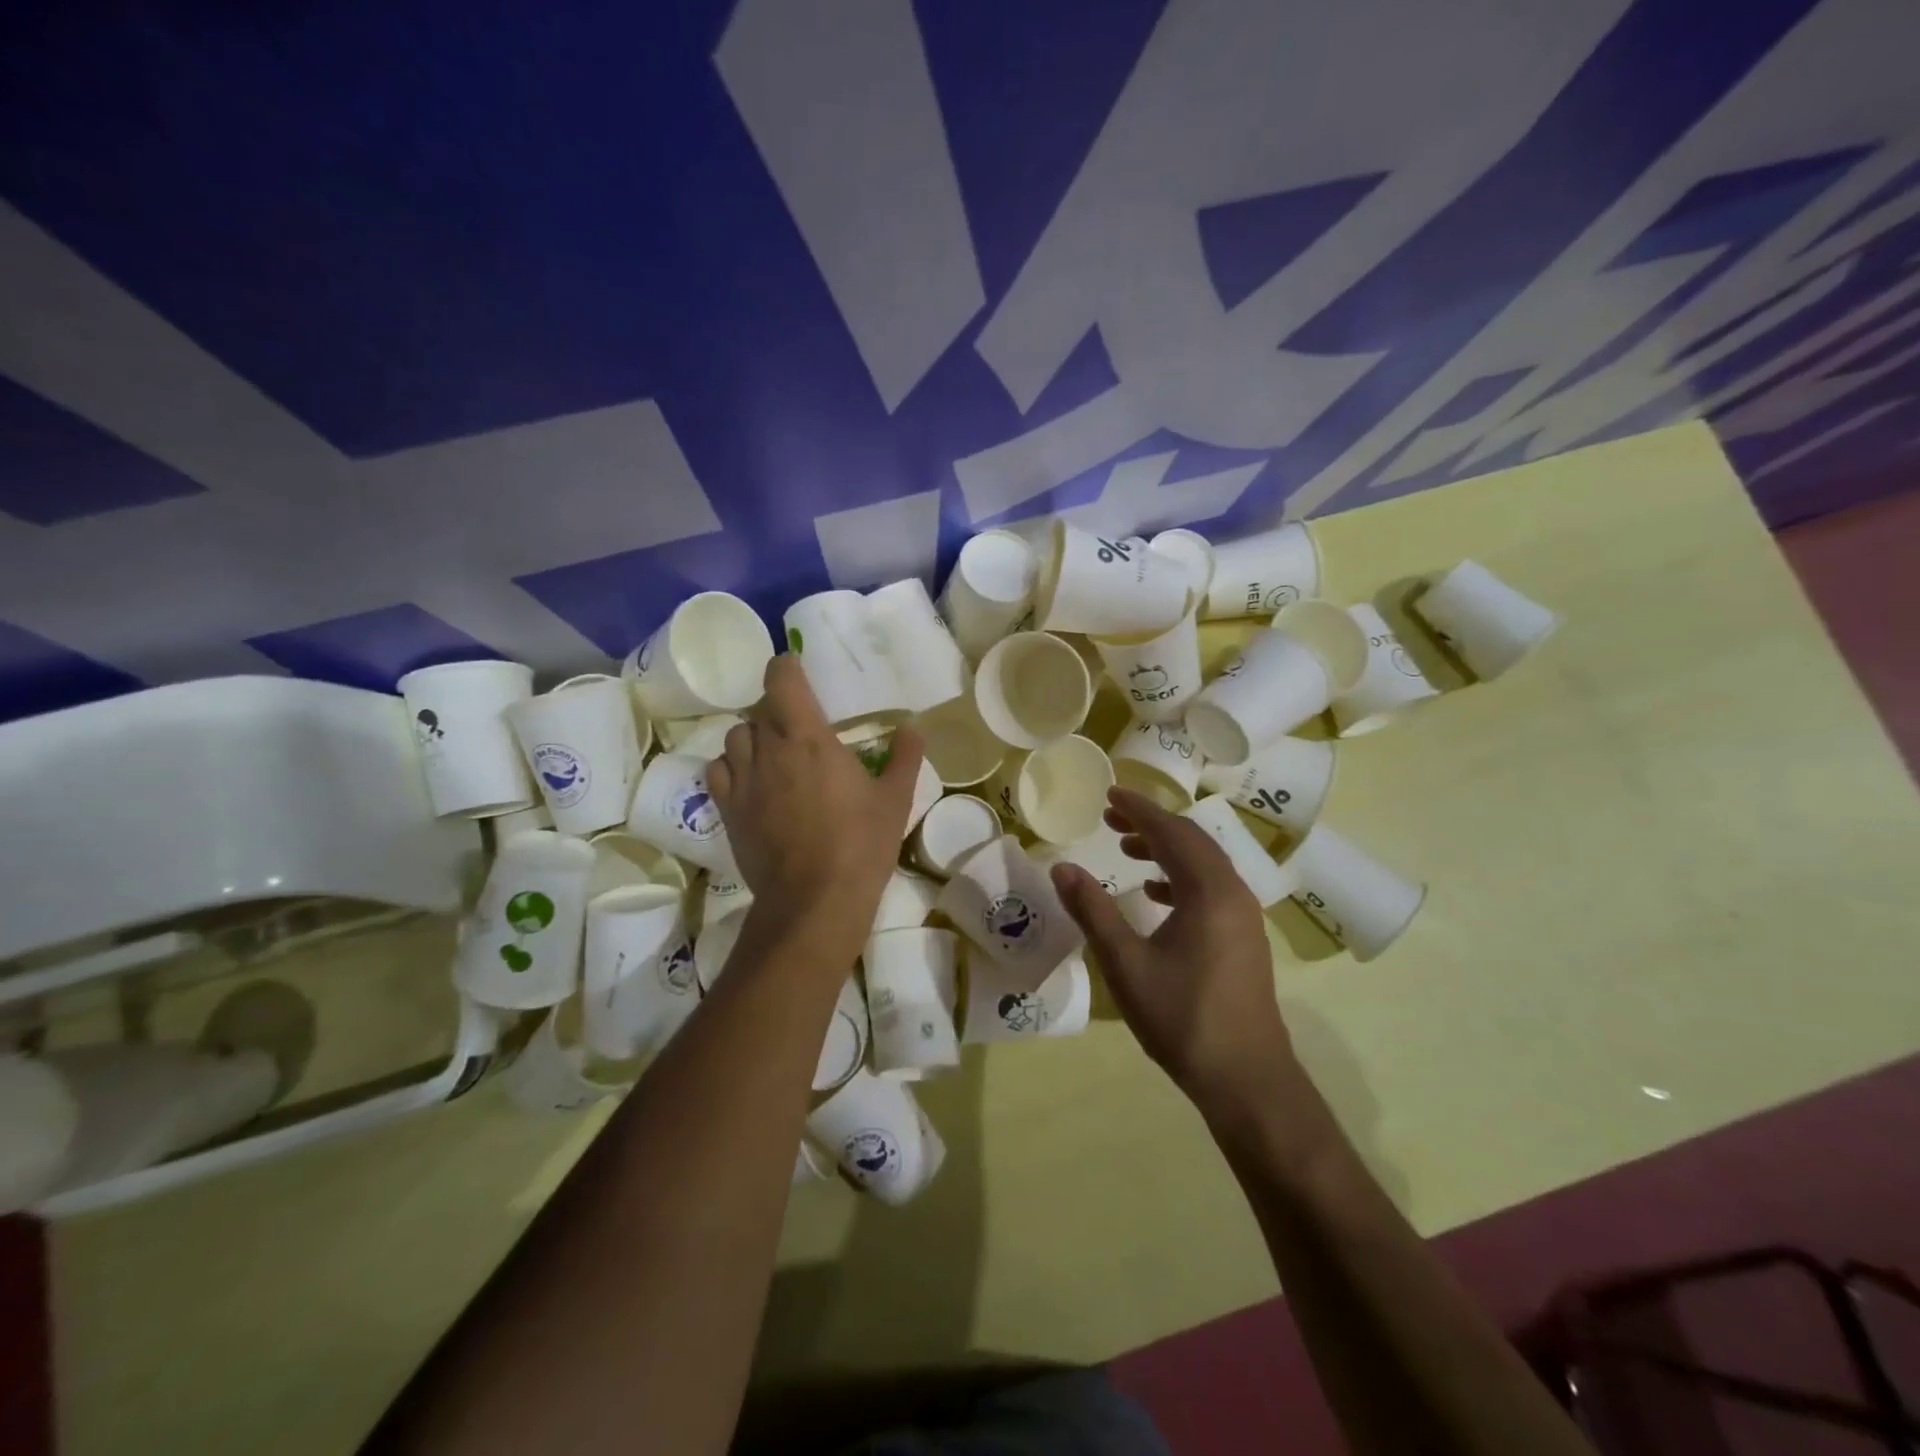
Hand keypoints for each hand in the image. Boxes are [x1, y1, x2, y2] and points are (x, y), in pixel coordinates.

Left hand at [707, 656, 923, 954]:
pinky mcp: (728, 810)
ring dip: (754, 736)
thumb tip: (913, 728)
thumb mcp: (896, 800)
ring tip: (774, 753)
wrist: (814, 901)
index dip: (786, 667)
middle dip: (777, 708)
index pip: (781, 679)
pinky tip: (751, 781)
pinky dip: (731, 766)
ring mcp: (743, 781)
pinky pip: (718, 771)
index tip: (797, 670)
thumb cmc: (860, 845)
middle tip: (801, 724)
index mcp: (808, 738)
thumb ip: (905, 758)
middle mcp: (768, 750)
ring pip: (735, 737)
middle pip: (759, 708)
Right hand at [1049, 788, 1307, 1118]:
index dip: (1138, 809)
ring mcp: (1244, 916)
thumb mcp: (1126, 963)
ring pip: (1204, 863)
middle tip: (1111, 816)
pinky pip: (1211, 887)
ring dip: (1166, 849)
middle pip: (1192, 841)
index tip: (1109, 794)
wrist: (1246, 1079)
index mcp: (1209, 892)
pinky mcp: (1244, 937)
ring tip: (1128, 848)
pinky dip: (1181, 877)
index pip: (1171, 833)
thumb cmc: (1182, 1018)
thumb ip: (1093, 911)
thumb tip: (1062, 868)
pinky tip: (1155, 894)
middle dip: (1151, 823)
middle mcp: (1233, 893)